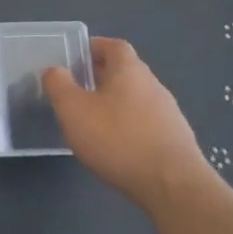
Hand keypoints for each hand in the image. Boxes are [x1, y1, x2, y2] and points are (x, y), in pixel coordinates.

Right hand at [44, 37, 215, 209]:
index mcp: (129, 69)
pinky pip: (148, 124)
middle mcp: (153, 85)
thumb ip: (59, 85)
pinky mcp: (178, 142)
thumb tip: (55, 70)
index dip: (94, 47)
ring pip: (137, 99)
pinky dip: (131, 128)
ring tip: (95, 123)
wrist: (174, 188)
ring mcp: (170, 114)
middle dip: (102, 77)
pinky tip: (119, 149)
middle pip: (126, 72)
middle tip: (78, 91)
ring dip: (117, 105)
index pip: (113, 45)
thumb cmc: (118, 140)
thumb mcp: (73, 110)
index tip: (75, 59)